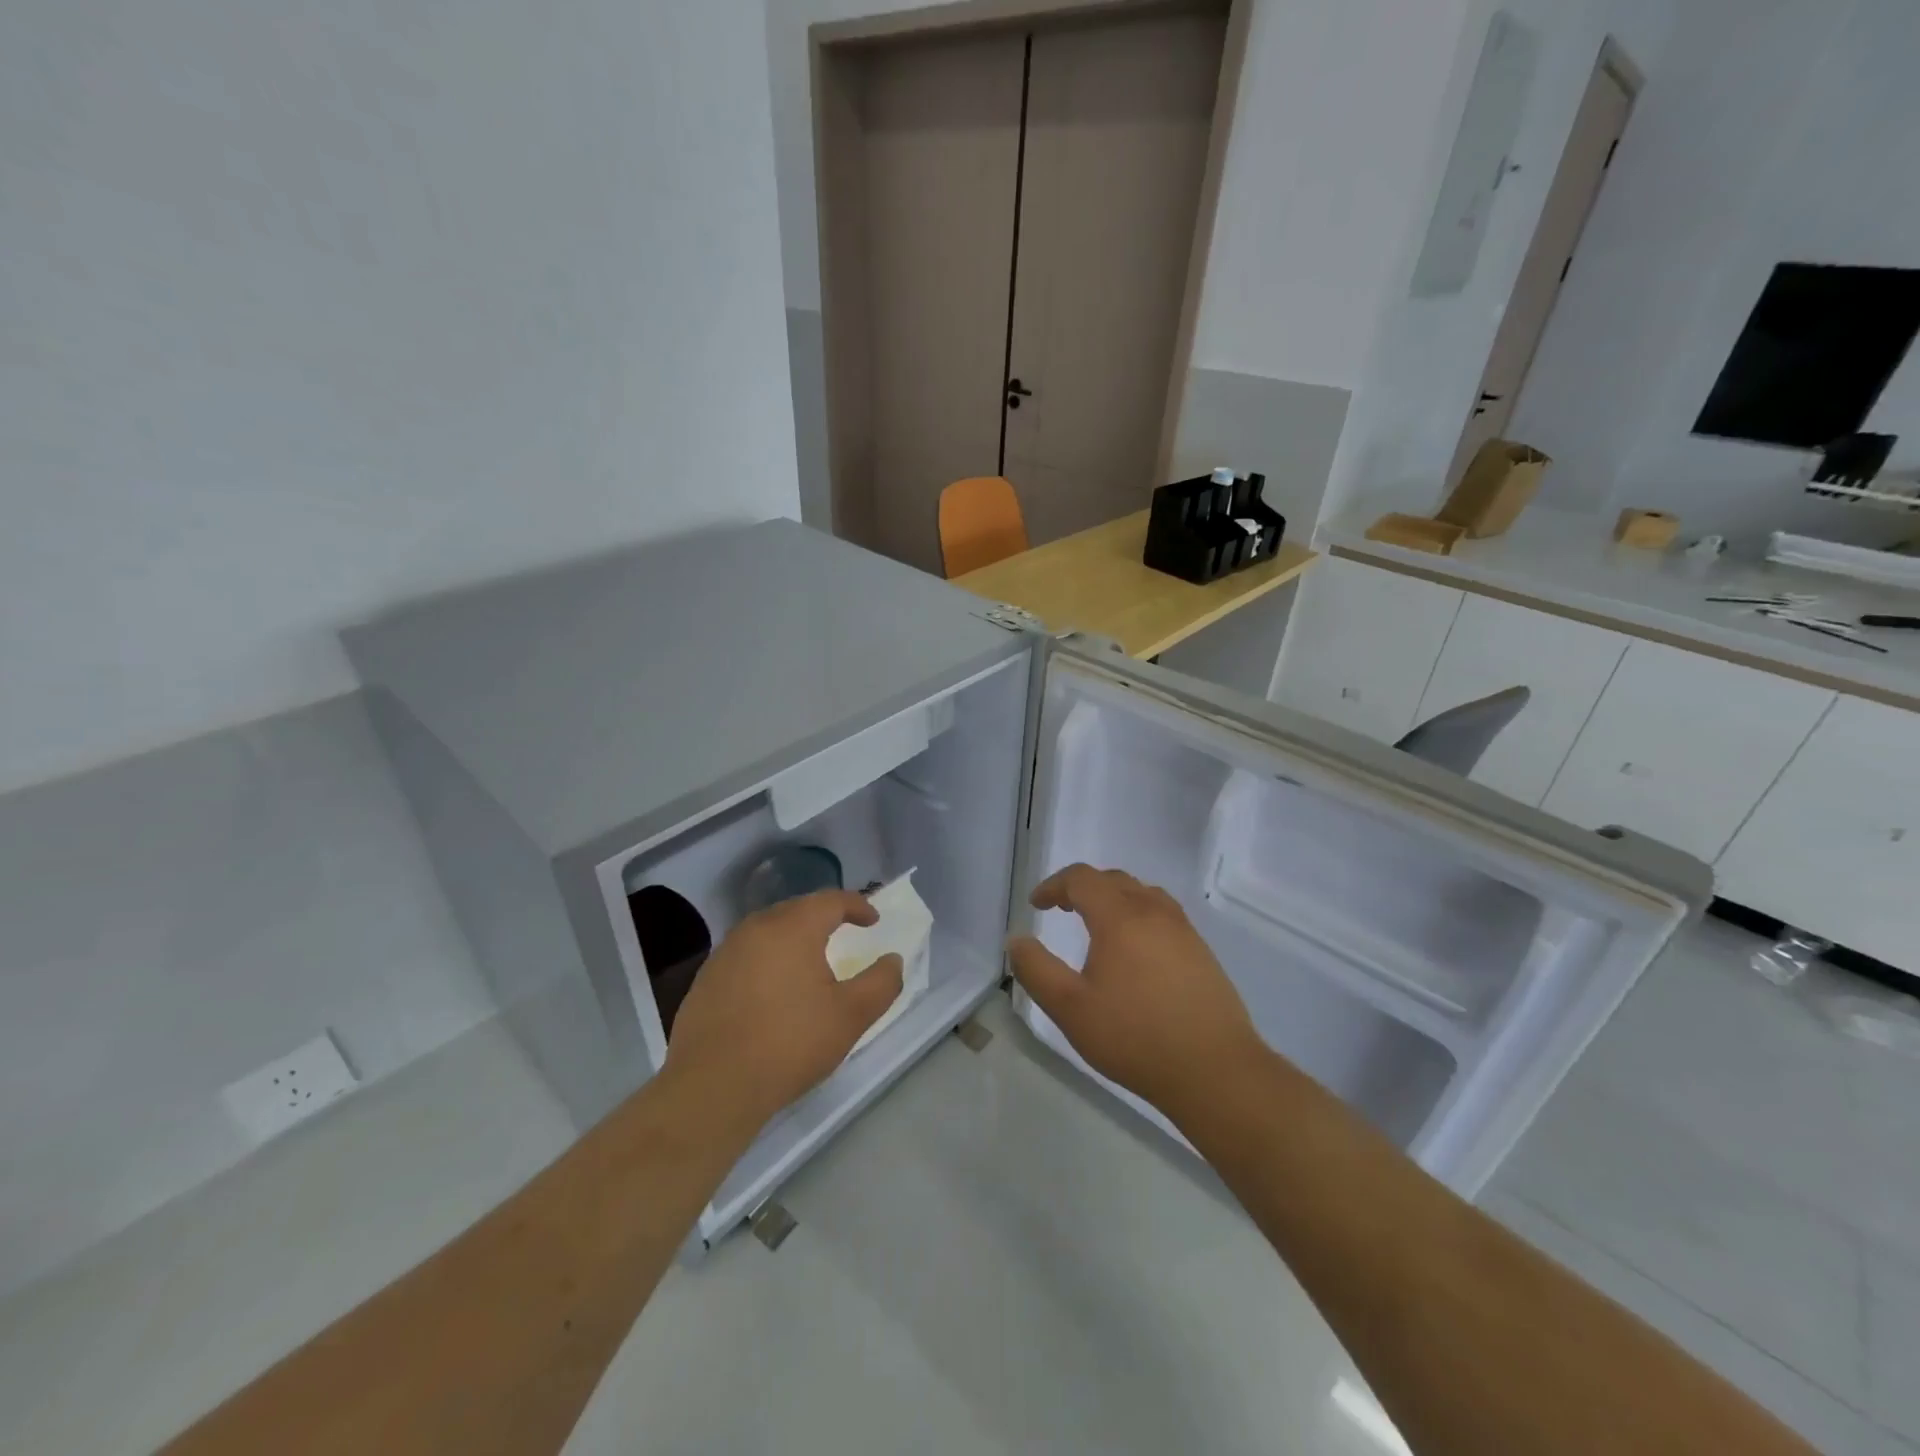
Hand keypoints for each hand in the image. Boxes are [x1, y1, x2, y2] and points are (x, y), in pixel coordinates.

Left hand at [664, 890, 903, 1138]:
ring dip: (794, 938)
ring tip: (810, 960)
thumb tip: (893, 960)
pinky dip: (768, 960)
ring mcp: (725, 952)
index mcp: (793, 927)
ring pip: (768, 931)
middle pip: (797, 909)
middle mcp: (756, 928)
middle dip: (824, 917)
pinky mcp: (706, 979)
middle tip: (844, 932)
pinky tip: (773, 989)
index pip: (831, 900)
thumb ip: (881, 983)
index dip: (857, 905)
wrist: (712, 1086)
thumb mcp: (851, 1016)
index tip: (873, 920)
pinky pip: (747, 954)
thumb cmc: (790, 1043)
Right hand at [1008, 865, 1259, 1120]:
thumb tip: (1017, 940)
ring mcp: (1183, 930)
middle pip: (1114, 880)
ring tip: (1098, 923)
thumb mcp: (1070, 1009)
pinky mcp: (1202, 952)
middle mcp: (1154, 912)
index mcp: (1120, 917)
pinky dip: (1139, 914)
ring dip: (1114, 898)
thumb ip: (1037, 970)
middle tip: (1062, 909)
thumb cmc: (1135, 1037)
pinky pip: (1163, 914)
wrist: (1215, 1070)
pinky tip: (1136, 950)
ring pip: (1143, 894)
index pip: (1082, 879)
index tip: (1037, 905)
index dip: (1054, 885)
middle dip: (1083, 888)